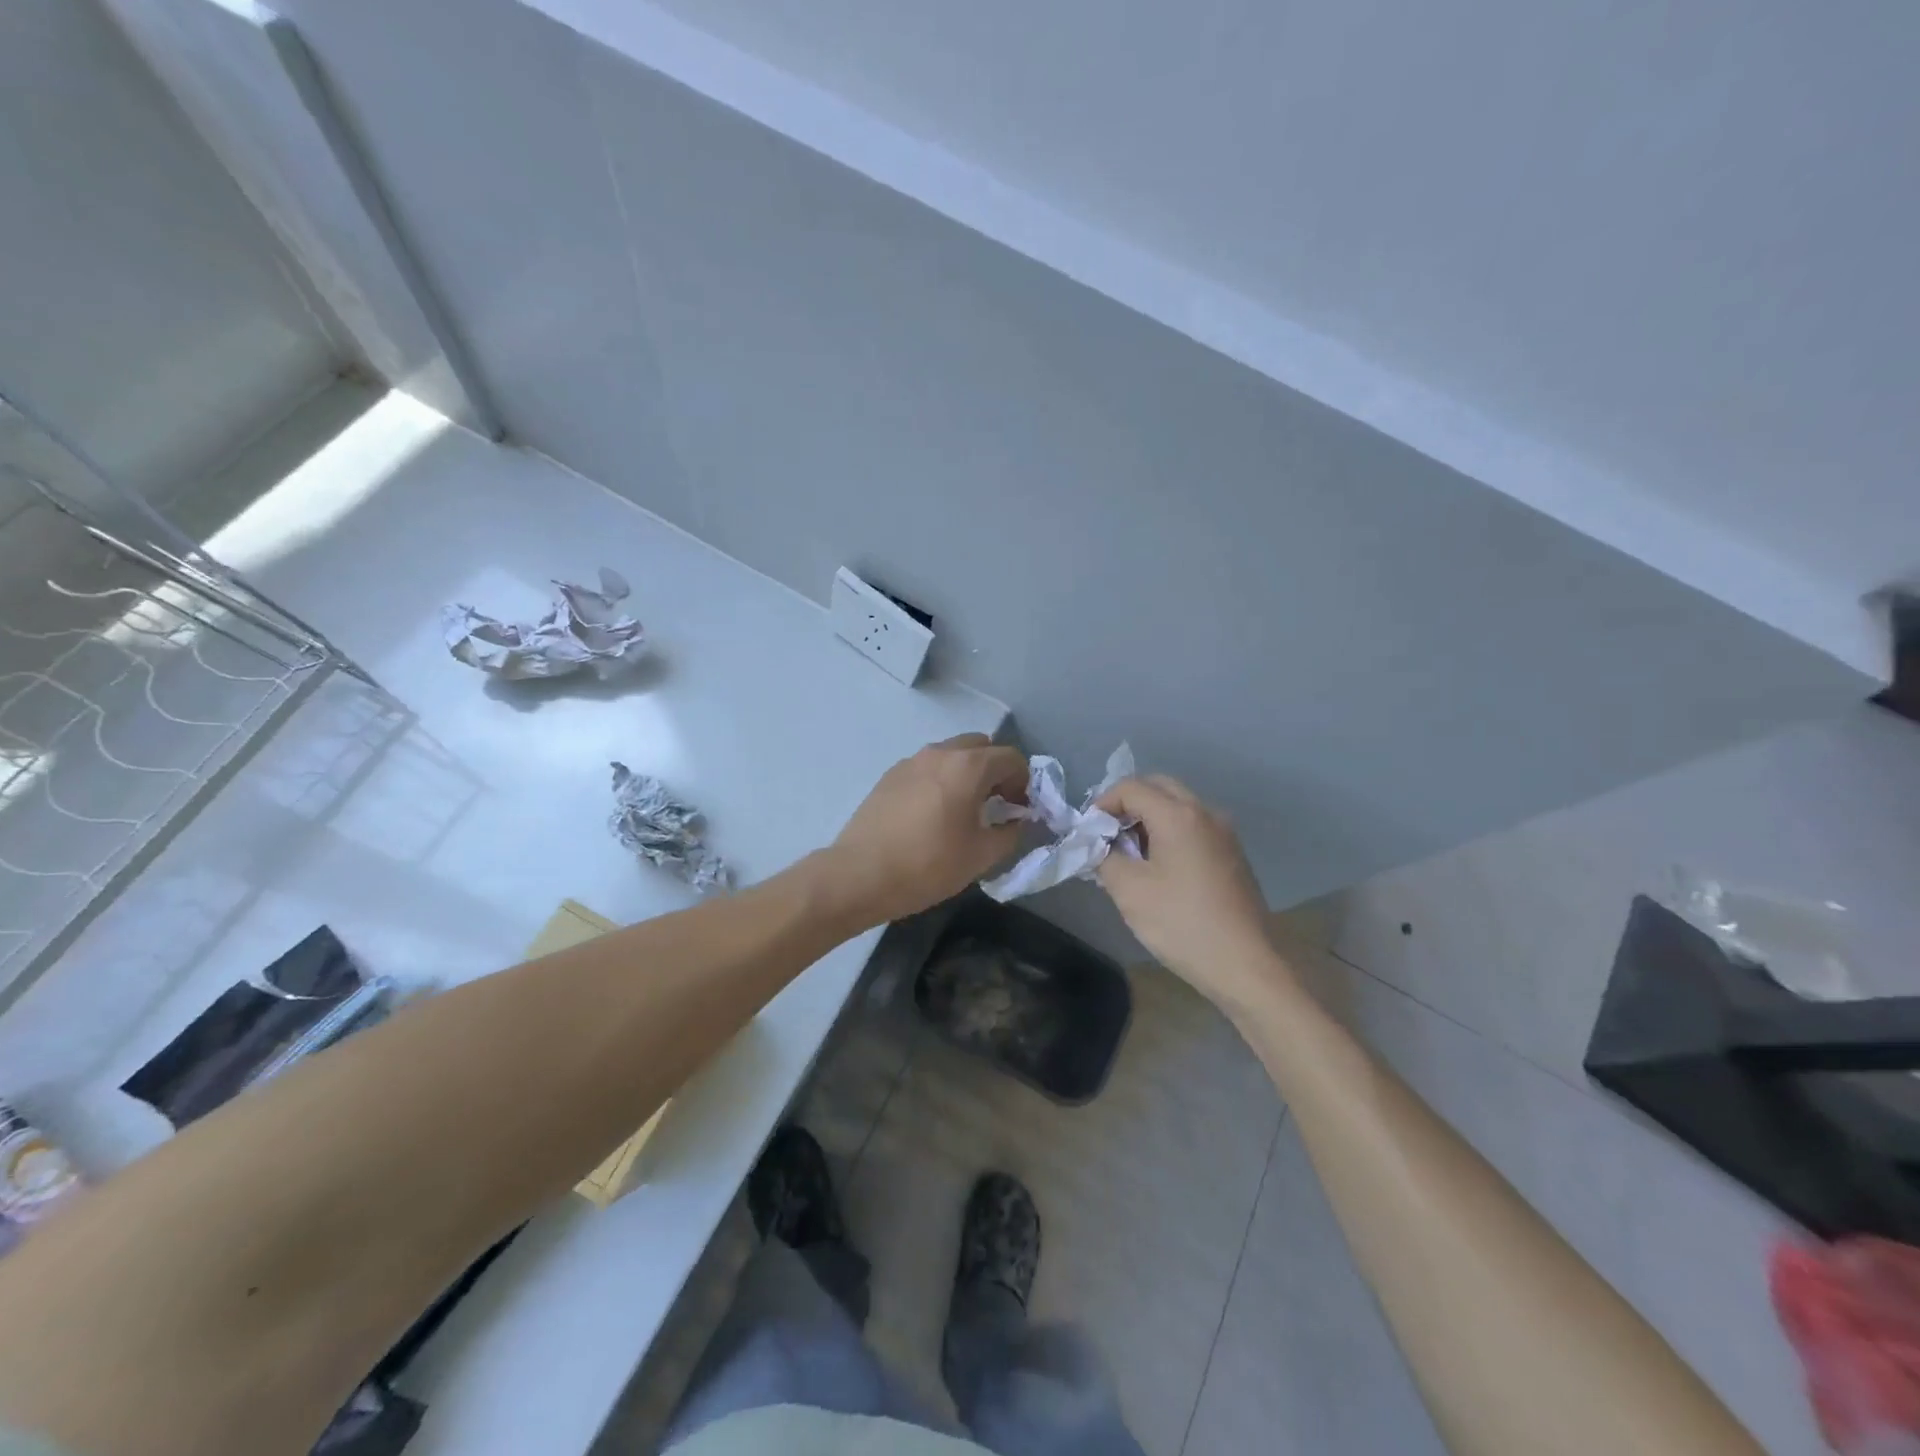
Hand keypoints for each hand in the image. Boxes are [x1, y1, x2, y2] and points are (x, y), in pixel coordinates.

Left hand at [827, 734, 1028, 926]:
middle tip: (997, 805)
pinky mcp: (890, 775)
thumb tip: (1019, 821)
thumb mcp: (981, 856)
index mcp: (968, 766)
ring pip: (952, 754)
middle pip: (981, 747)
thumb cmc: (927, 866)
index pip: (1011, 758)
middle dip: (996, 771)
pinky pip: (928, 767)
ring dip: (968, 773)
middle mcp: (940, 753)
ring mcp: (911, 761)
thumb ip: (1010, 833)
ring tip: (965, 810)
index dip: (1024, 782)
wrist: (859, 875)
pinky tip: (933, 814)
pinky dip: (942, 779)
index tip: (1020, 809)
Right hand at [1095, 776, 1284, 1012]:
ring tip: (1128, 853)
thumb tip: (1099, 845)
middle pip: (1158, 787)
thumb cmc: (1182, 924)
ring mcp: (1224, 832)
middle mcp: (1205, 813)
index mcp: (1178, 815)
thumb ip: (1105, 856)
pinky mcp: (1232, 853)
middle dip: (1126, 804)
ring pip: (1178, 805)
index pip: (1130, 787)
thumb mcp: (1129, 891)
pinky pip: (1193, 826)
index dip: (1102, 803)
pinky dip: (1169, 831)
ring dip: (1148, 817)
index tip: (1088, 832)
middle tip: (1106, 835)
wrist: (1246, 965)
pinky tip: (1158, 867)